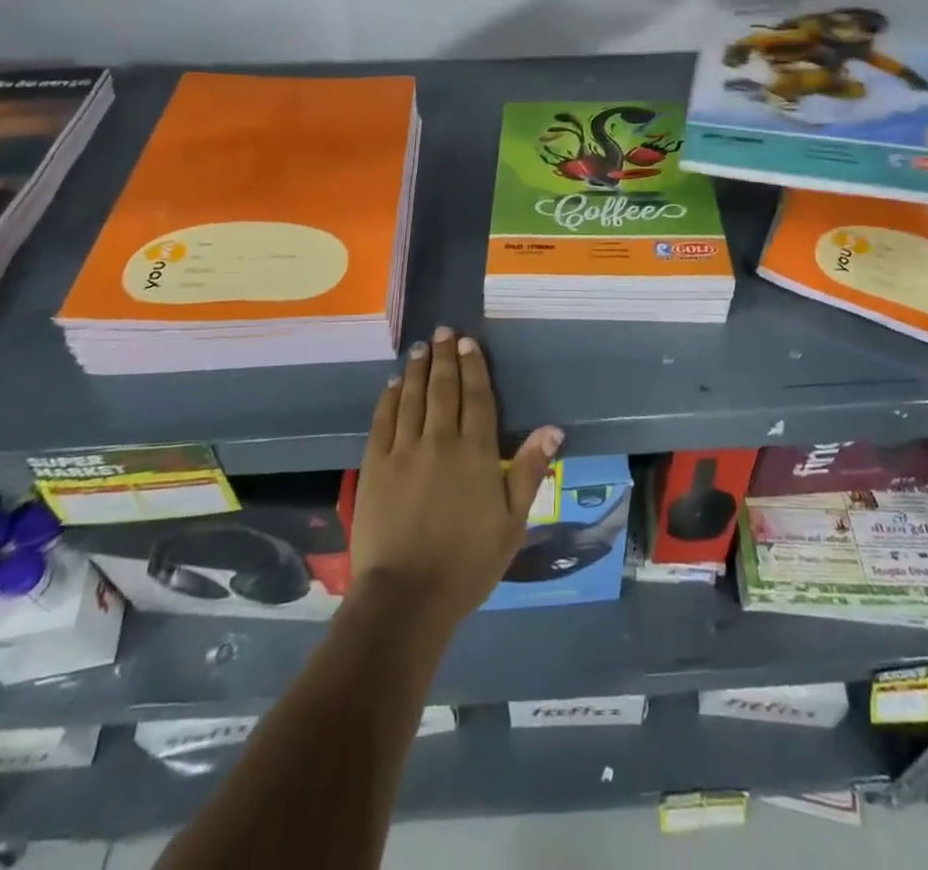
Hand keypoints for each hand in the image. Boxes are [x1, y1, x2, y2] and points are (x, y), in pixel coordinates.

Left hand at [352, 327, 562, 636]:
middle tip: (443, 331)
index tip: (468, 342)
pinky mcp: (375, 464)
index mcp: (475, 453)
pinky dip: (388, 397)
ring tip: (420, 347)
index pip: (476, 397)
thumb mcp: (512, 523)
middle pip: (442, 388)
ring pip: (411, 396)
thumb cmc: (468, 564)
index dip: (473, 366)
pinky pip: (382, 420)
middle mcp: (439, 440)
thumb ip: (529, 471)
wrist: (407, 596)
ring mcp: (403, 450)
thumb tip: (552, 429)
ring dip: (416, 368)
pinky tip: (392, 384)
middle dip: (444, 356)